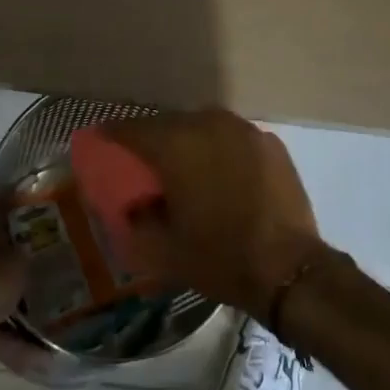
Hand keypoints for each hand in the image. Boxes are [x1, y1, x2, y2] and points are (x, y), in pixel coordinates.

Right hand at [102, 109, 325, 321]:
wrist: (287, 266)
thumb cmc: (220, 257)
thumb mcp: (165, 250)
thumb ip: (138, 221)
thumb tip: (133, 205)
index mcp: (176, 145)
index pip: (133, 129)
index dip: (113, 133)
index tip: (101, 138)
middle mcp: (208, 124)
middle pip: (169, 123)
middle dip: (153, 138)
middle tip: (144, 159)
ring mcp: (243, 129)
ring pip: (204, 126)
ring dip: (189, 141)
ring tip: (185, 165)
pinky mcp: (269, 142)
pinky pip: (233, 138)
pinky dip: (221, 149)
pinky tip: (224, 173)